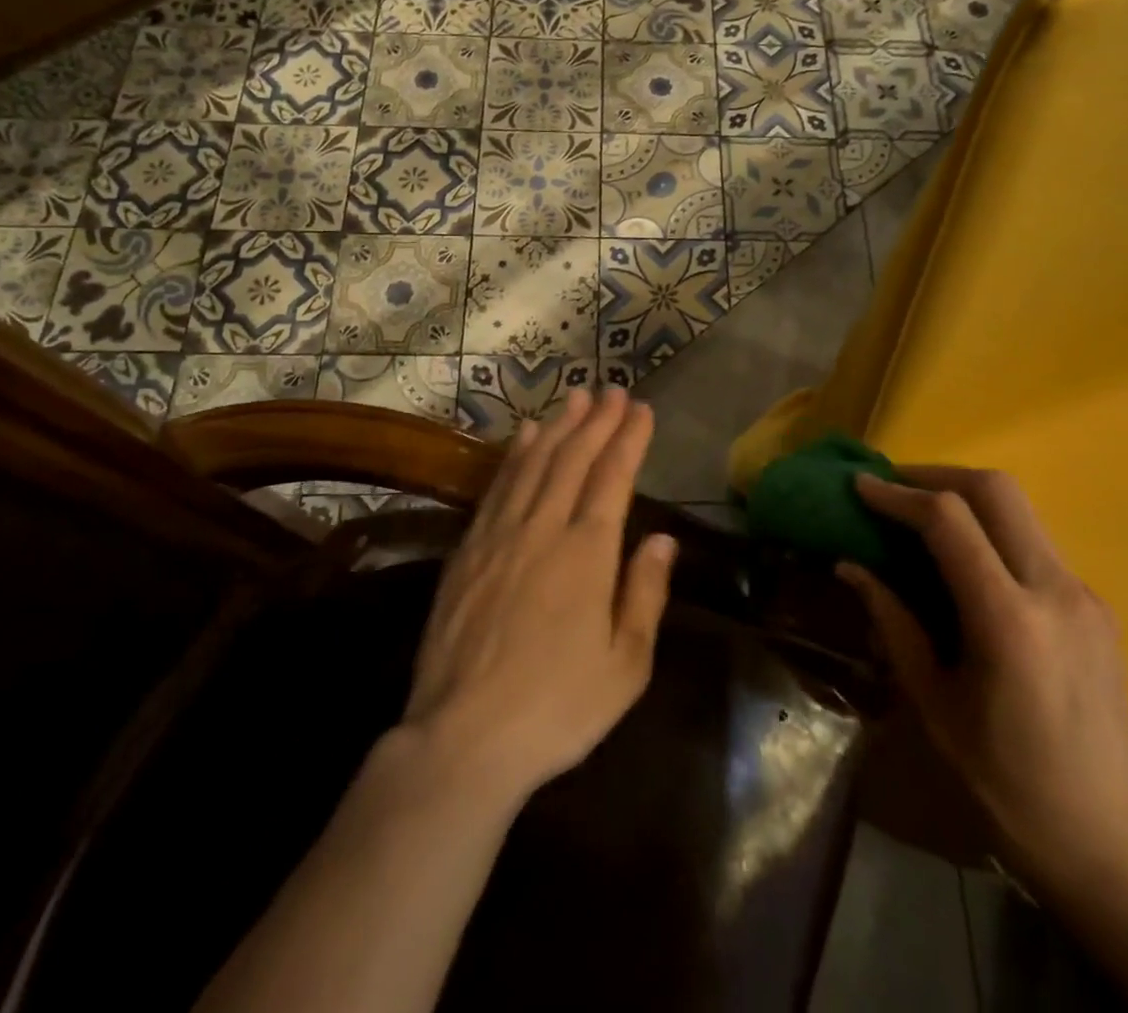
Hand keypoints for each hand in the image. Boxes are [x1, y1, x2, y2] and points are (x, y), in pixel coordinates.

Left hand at [403, 388, 676, 805]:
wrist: (463, 738)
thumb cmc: (557, 708)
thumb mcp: (625, 666)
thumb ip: (645, 594)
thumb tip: (664, 540)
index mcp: (587, 553)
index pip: (613, 478)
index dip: (628, 439)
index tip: (641, 409)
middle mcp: (543, 528)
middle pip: (573, 459)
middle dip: (596, 421)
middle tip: (612, 390)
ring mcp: (500, 535)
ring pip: (533, 464)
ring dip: (557, 427)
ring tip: (574, 399)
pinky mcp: (468, 550)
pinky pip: (497, 487)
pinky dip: (513, 456)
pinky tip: (522, 437)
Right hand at [840, 468, 1127, 892]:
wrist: (1112, 842)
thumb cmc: (1007, 781)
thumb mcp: (934, 702)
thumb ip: (894, 622)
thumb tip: (850, 565)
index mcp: (1009, 620)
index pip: (949, 519)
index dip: (897, 494)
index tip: (860, 486)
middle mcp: (1055, 591)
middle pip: (996, 490)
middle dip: (936, 474)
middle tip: (893, 488)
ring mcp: (1084, 595)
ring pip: (1020, 510)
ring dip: (965, 498)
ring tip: (920, 518)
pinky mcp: (1096, 607)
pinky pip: (1034, 544)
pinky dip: (991, 531)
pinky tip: (964, 563)